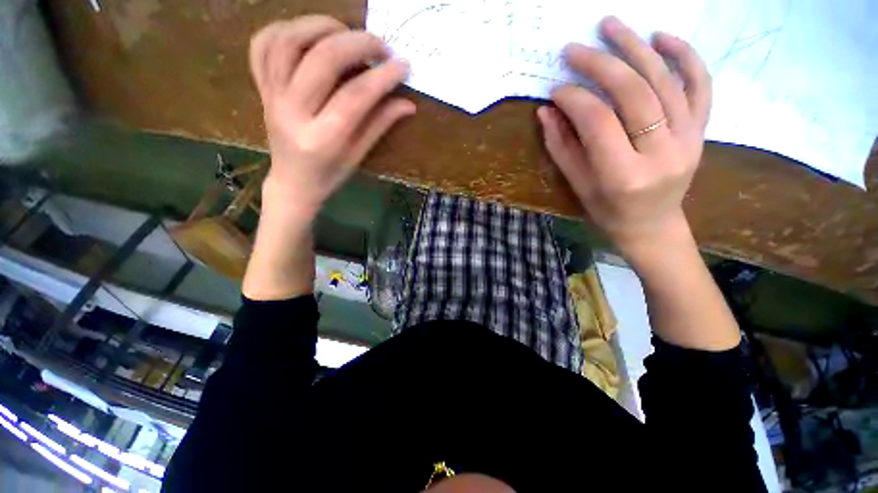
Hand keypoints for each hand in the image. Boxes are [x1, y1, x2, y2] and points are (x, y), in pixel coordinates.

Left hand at [249, 15, 414, 221]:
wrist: (292, 183)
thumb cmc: (330, 175)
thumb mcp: (359, 156)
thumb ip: (380, 125)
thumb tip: (408, 104)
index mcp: (322, 139)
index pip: (355, 96)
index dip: (382, 76)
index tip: (403, 65)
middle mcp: (292, 113)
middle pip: (322, 60)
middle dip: (357, 43)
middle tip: (381, 46)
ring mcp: (272, 96)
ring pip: (288, 41)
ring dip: (322, 26)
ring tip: (347, 33)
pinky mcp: (262, 87)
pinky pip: (262, 45)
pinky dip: (285, 28)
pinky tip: (308, 34)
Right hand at [537, 16, 710, 261]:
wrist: (652, 226)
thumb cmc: (608, 212)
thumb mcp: (578, 185)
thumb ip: (562, 147)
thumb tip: (547, 111)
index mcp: (624, 176)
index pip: (598, 122)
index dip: (574, 100)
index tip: (555, 89)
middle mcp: (662, 153)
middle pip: (633, 93)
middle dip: (601, 65)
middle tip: (575, 49)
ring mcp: (688, 139)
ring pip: (665, 81)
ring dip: (636, 47)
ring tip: (610, 26)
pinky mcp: (701, 131)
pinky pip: (700, 86)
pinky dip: (685, 56)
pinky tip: (662, 37)